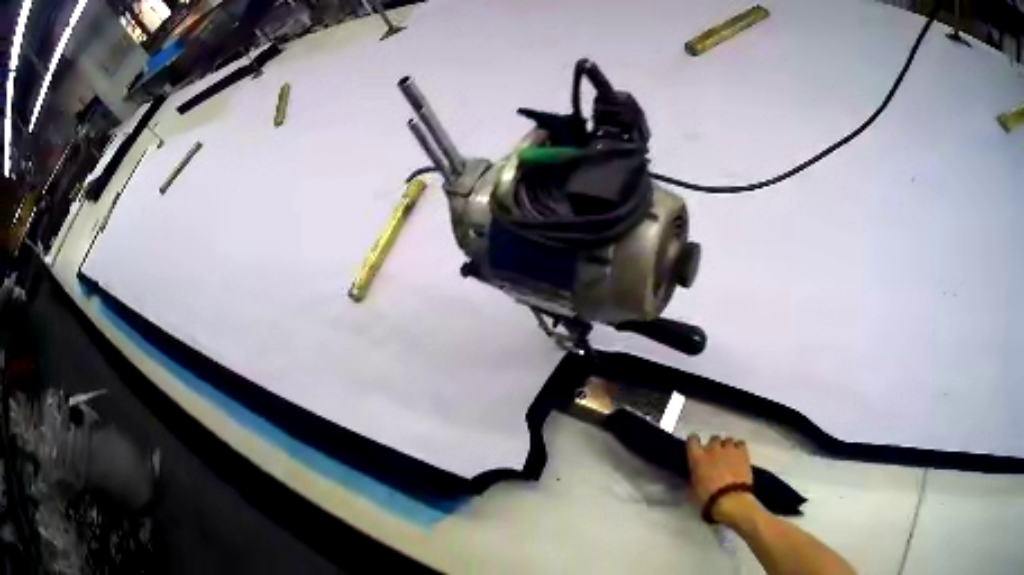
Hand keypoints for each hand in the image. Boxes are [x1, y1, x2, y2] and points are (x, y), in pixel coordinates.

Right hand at [686, 434, 757, 524]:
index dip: (694, 442)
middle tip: (714, 456)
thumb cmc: (707, 497)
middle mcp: (712, 449)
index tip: (695, 447)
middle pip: (713, 438)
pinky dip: (738, 447)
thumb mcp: (693, 489)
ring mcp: (729, 449)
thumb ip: (694, 476)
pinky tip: (738, 455)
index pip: (692, 440)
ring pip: (727, 440)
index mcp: (697, 458)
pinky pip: (740, 443)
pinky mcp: (742, 452)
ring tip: (728, 456)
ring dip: (726, 446)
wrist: (730, 498)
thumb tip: (695, 474)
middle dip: (713, 445)